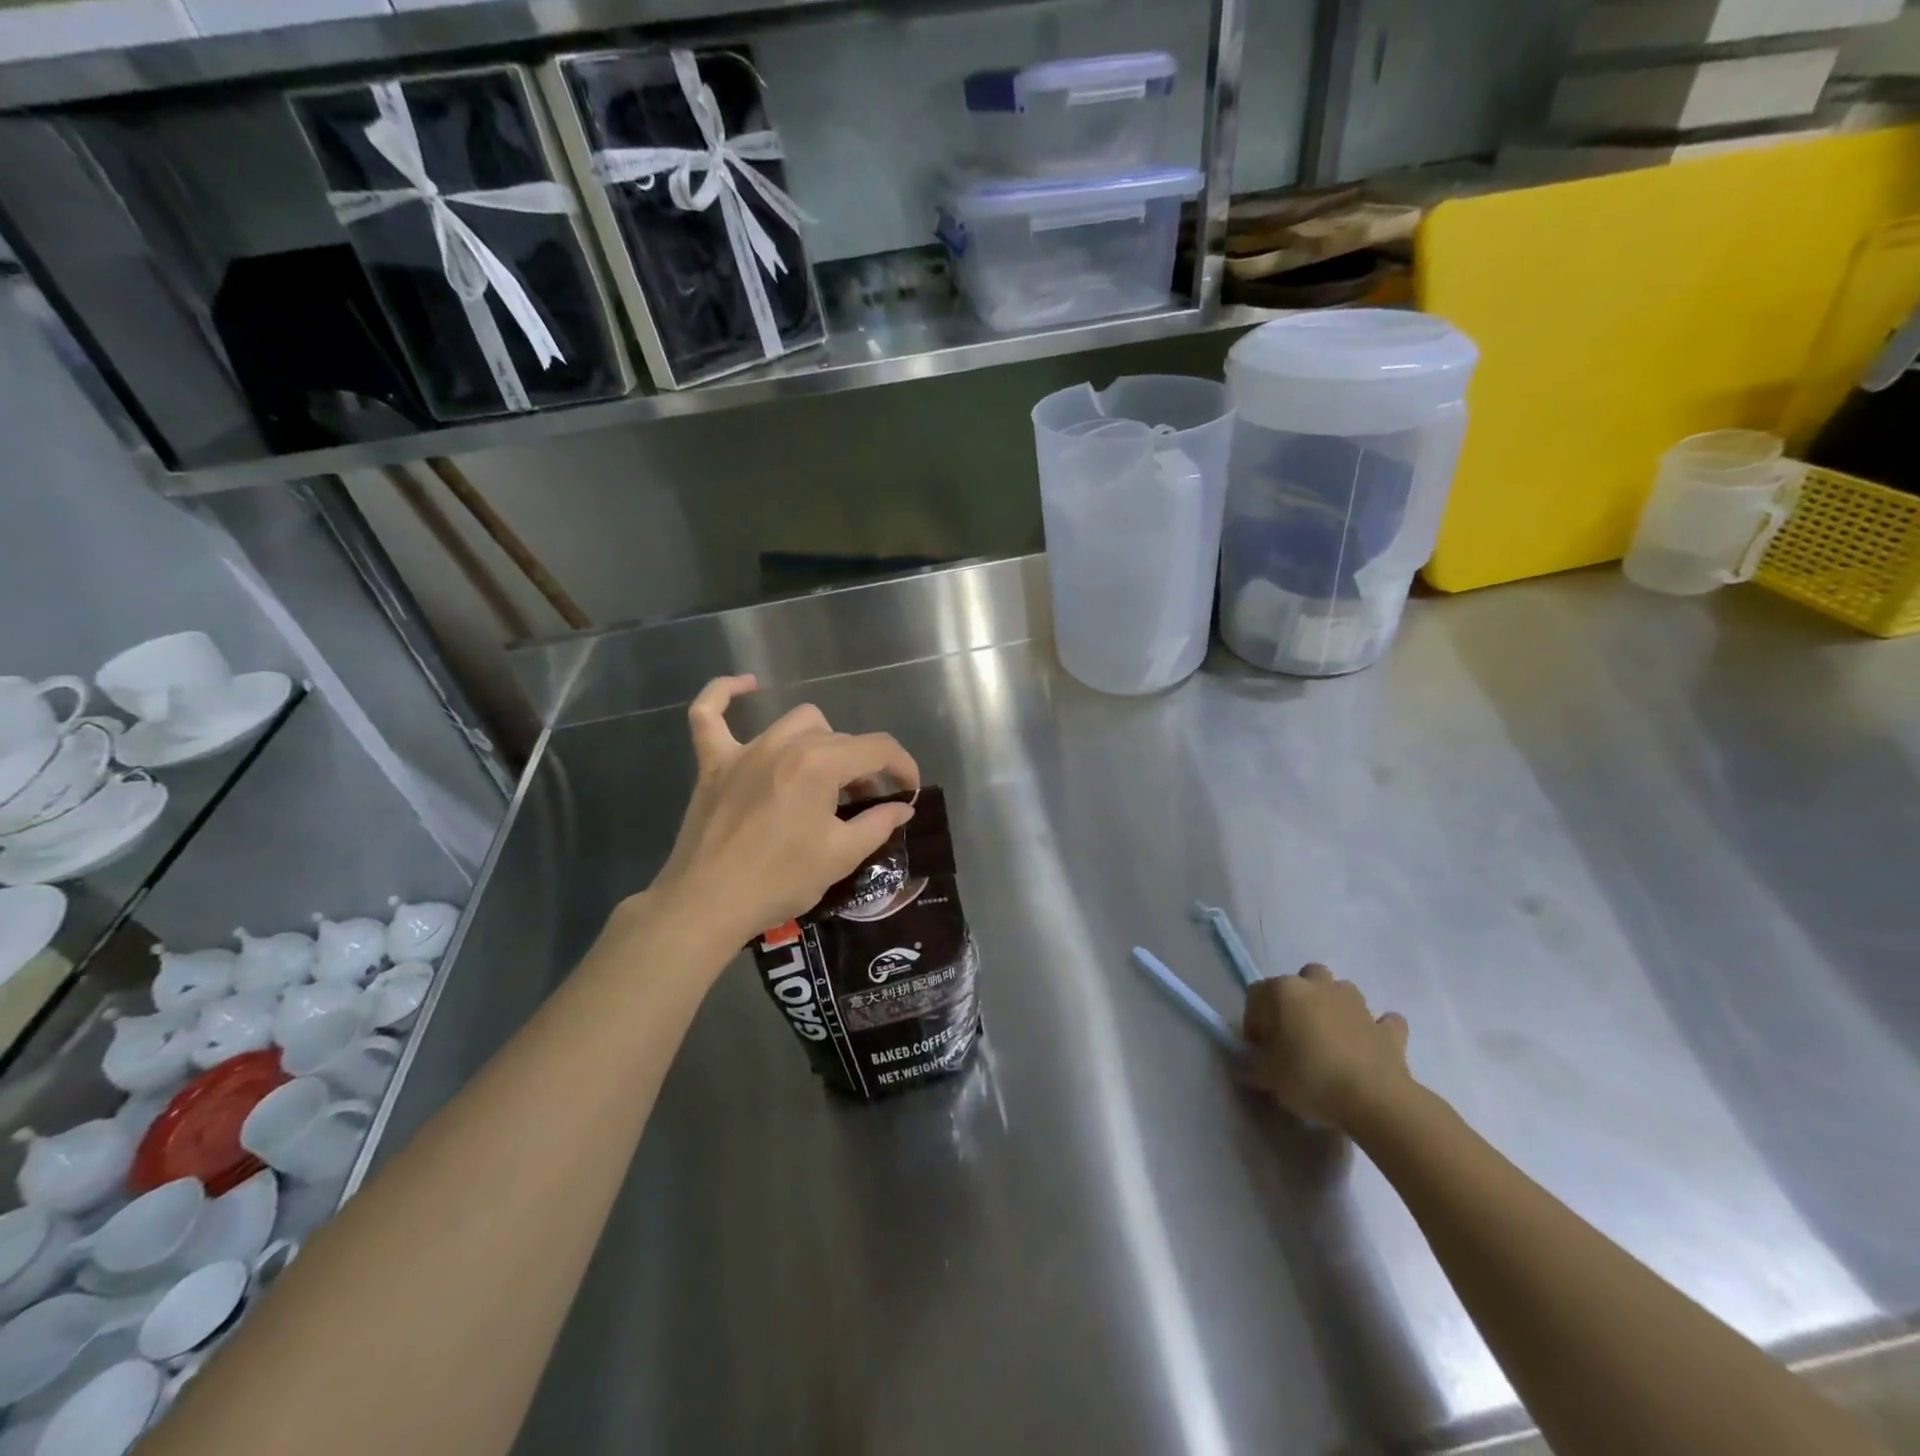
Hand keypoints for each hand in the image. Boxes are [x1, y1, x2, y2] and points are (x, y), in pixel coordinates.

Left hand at [646, 676, 920, 947]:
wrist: (707, 904)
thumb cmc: (780, 880)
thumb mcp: (841, 856)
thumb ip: (878, 824)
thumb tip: (903, 807)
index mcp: (820, 764)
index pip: (877, 748)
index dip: (902, 767)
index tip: (909, 791)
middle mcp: (784, 744)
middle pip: (839, 739)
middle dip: (862, 766)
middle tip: (865, 804)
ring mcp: (744, 750)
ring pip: (796, 724)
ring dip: (820, 742)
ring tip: (824, 775)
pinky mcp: (713, 763)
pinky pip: (709, 715)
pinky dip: (725, 694)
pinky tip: (746, 685)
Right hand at [1241, 965, 1413, 1128]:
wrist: (1374, 1100)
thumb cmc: (1310, 1078)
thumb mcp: (1266, 1076)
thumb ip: (1249, 1066)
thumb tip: (1242, 1065)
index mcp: (1285, 991)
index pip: (1256, 994)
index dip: (1253, 1021)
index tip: (1258, 1049)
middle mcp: (1319, 987)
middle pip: (1303, 978)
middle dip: (1297, 999)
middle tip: (1293, 1034)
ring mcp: (1357, 1005)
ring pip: (1341, 990)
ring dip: (1334, 1007)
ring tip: (1328, 1039)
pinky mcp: (1387, 1030)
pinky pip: (1382, 1021)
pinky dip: (1376, 1029)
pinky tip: (1369, 1046)